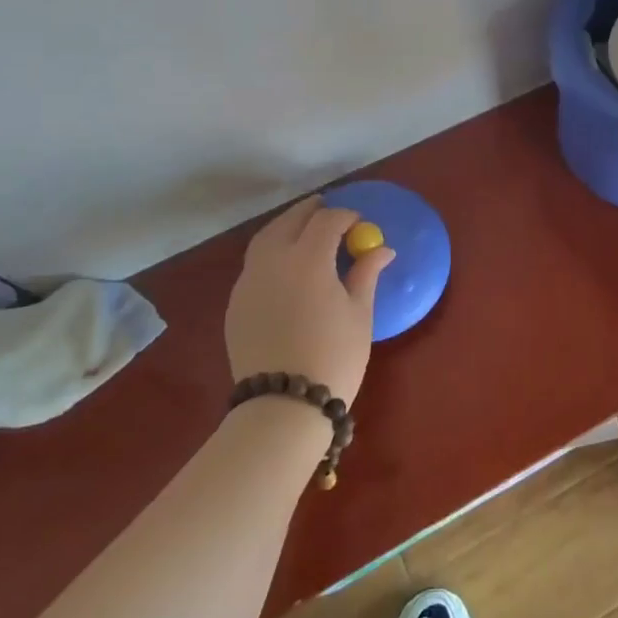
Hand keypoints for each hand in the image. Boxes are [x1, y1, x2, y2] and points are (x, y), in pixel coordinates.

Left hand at [225, 196, 393, 405]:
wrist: (282, 406)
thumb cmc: (333, 357)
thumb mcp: (359, 314)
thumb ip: (366, 274)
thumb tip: (381, 249)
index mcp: (307, 258)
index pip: (327, 220)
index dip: (346, 216)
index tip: (360, 224)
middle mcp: (273, 260)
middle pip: (291, 220)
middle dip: (312, 211)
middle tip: (329, 210)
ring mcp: (249, 281)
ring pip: (266, 238)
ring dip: (286, 226)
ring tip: (304, 230)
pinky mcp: (235, 303)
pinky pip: (254, 264)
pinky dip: (271, 252)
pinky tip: (284, 267)